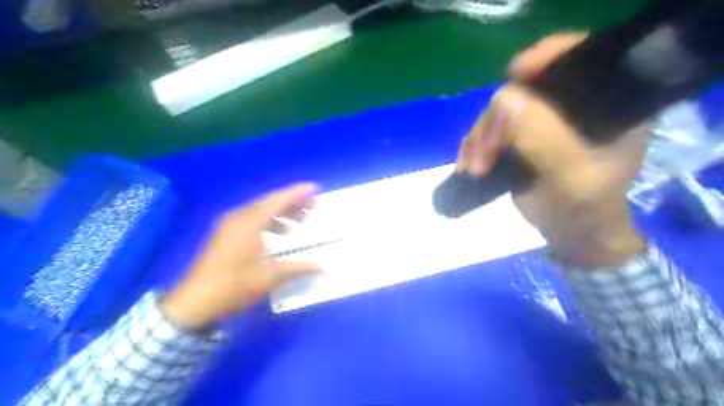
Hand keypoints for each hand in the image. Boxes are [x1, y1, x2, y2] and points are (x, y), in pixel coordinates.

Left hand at [163, 185, 322, 329]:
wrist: (195, 301)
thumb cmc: (235, 285)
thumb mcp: (270, 277)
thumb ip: (299, 268)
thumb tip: (323, 268)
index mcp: (250, 222)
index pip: (279, 200)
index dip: (298, 193)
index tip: (316, 188)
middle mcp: (239, 217)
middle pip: (270, 202)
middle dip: (293, 202)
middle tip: (312, 207)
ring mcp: (229, 225)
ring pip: (261, 210)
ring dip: (282, 213)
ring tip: (299, 223)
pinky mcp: (225, 234)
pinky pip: (252, 219)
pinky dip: (269, 222)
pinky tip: (279, 235)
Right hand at [458, 33, 644, 267]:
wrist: (573, 236)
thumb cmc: (583, 208)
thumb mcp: (569, 174)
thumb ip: (542, 135)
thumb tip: (504, 98)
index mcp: (606, 104)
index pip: (580, 58)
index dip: (546, 57)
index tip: (514, 74)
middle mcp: (575, 105)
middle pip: (525, 90)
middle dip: (495, 121)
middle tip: (480, 157)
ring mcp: (545, 121)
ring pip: (501, 112)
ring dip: (480, 138)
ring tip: (471, 168)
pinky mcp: (524, 137)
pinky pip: (492, 129)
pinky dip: (476, 145)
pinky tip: (468, 164)